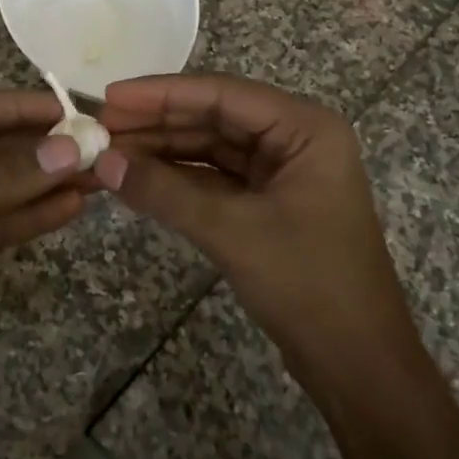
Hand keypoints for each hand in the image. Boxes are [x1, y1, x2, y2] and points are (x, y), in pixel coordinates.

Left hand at [0, 90, 86, 394]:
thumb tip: (69, 152)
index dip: (22, 107)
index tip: (73, 110)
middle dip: (45, 149)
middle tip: (99, 147)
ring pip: (5, 188)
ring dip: (47, 183)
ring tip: (100, 176)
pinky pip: (0, 223)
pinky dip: (33, 216)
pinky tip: (72, 207)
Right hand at [93, 73, 415, 391]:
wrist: (358, 365)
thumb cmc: (308, 285)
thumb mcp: (232, 231)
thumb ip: (165, 191)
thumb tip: (102, 162)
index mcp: (305, 128)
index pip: (223, 94)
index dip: (162, 94)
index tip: (111, 96)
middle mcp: (294, 139)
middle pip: (214, 117)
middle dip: (157, 122)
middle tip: (100, 125)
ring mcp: (281, 172)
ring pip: (211, 148)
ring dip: (162, 150)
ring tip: (108, 152)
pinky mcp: (267, 204)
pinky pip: (214, 178)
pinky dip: (176, 179)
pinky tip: (137, 179)